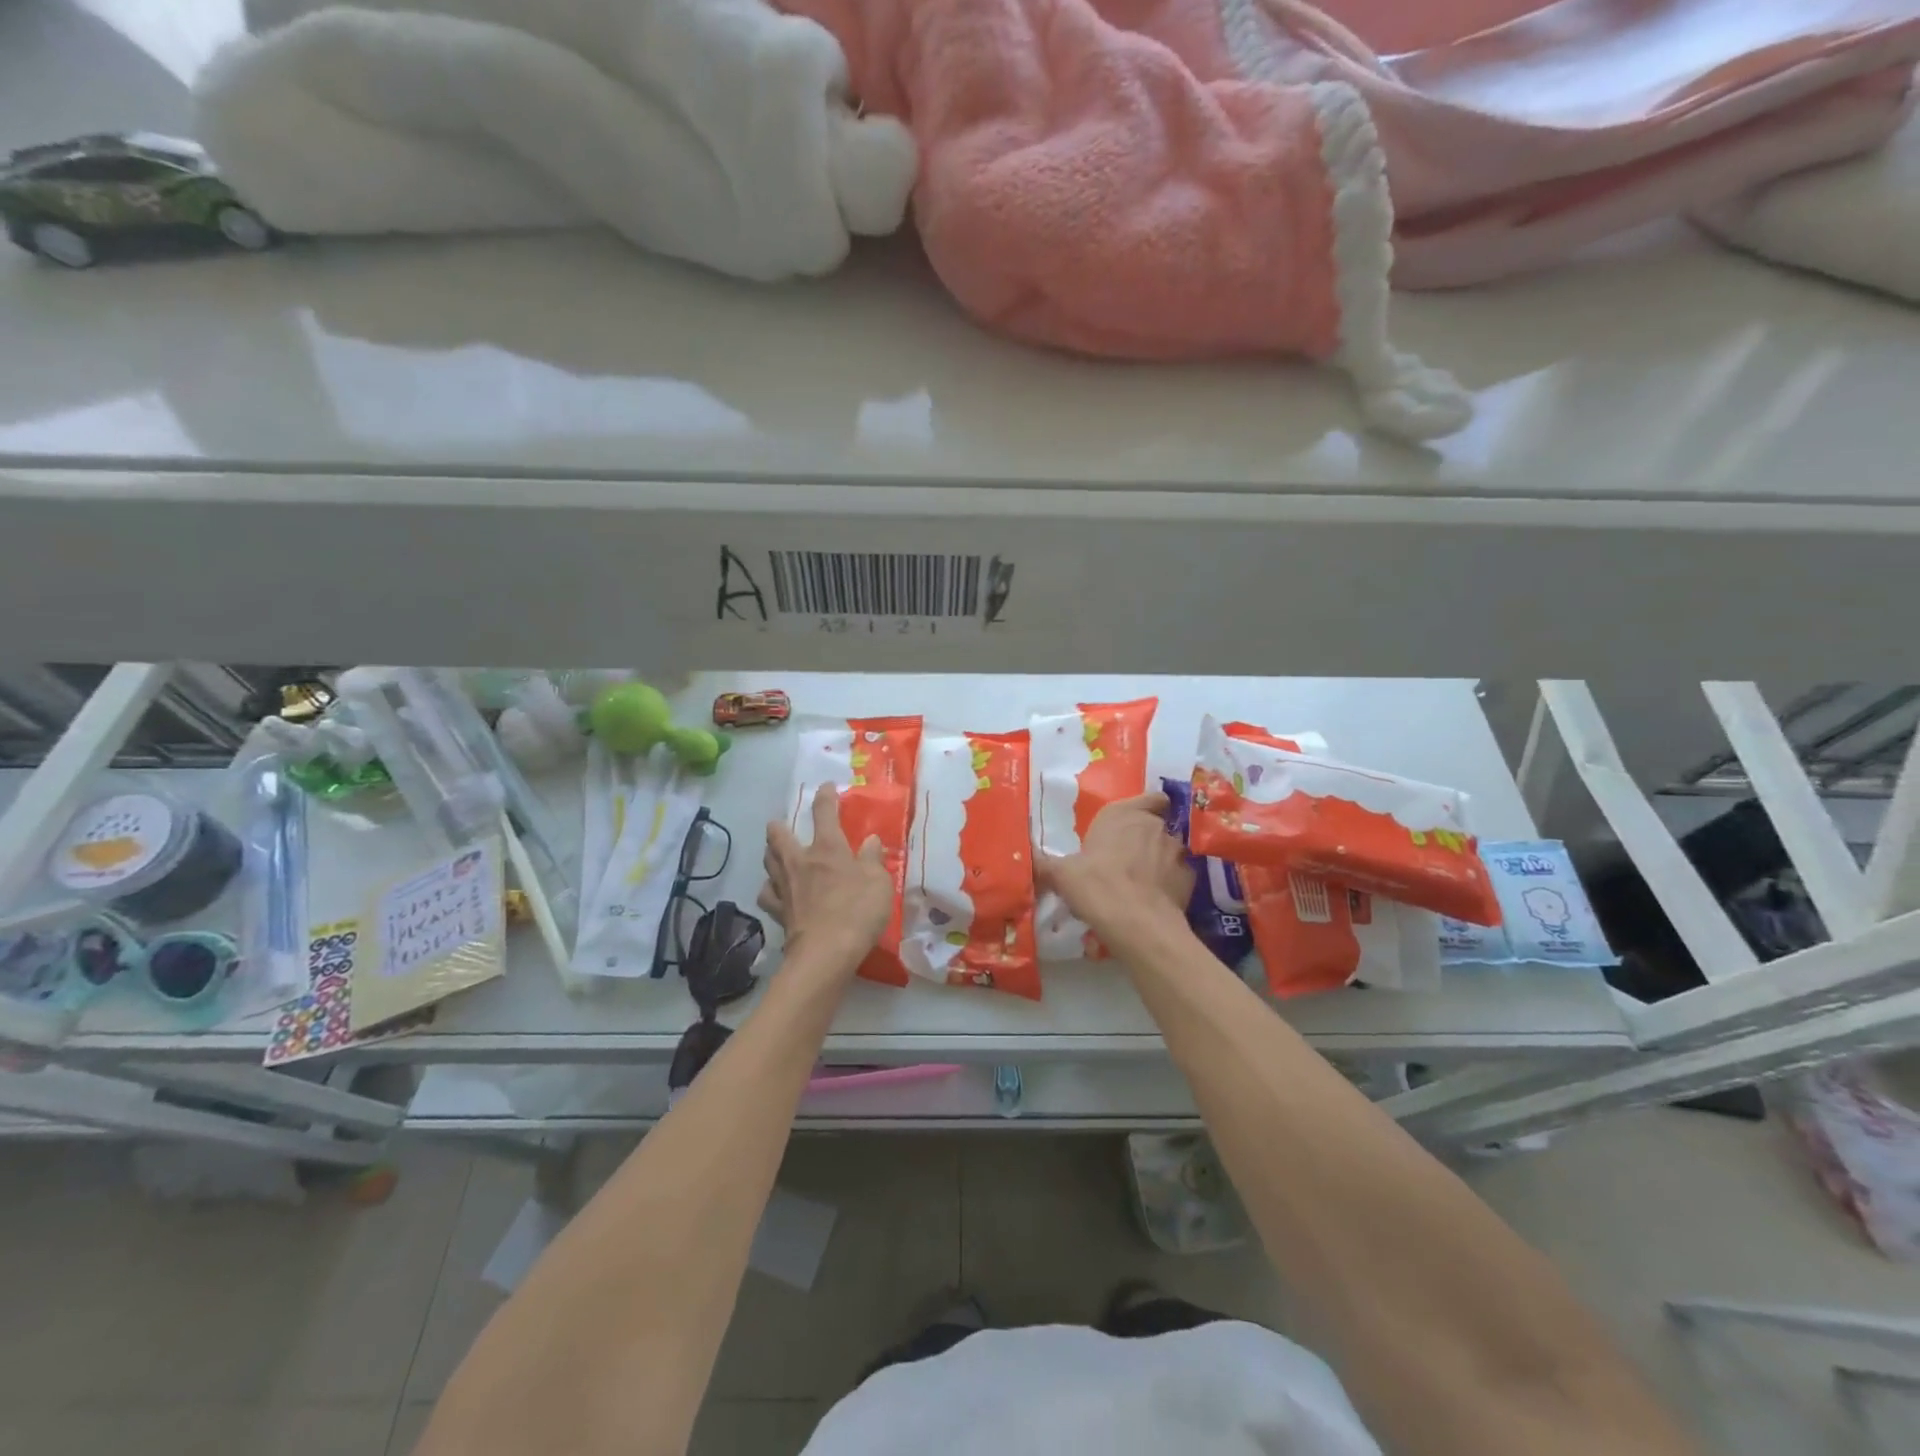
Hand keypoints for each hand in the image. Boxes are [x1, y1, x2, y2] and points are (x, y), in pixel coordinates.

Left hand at [759, 783, 894, 968]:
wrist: (826, 952)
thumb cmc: (858, 911)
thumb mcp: (879, 882)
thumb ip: (873, 859)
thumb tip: (870, 840)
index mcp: (828, 848)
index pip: (823, 812)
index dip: (825, 796)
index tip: (826, 787)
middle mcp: (800, 861)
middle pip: (778, 835)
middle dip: (779, 826)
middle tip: (784, 825)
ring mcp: (785, 886)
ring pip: (768, 860)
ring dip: (771, 852)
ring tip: (777, 852)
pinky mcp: (777, 910)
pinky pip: (767, 893)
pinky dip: (770, 888)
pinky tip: (776, 890)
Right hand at [1036, 791, 1193, 952]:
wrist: (1136, 923)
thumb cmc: (1095, 886)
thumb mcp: (1060, 874)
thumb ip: (1046, 865)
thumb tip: (1027, 861)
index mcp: (1123, 814)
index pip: (1150, 798)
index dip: (1146, 808)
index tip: (1131, 824)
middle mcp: (1154, 825)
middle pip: (1156, 825)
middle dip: (1145, 839)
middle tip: (1125, 860)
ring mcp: (1177, 851)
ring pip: (1170, 850)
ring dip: (1159, 860)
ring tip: (1141, 883)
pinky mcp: (1190, 878)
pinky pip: (1179, 875)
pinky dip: (1170, 883)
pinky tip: (1155, 899)